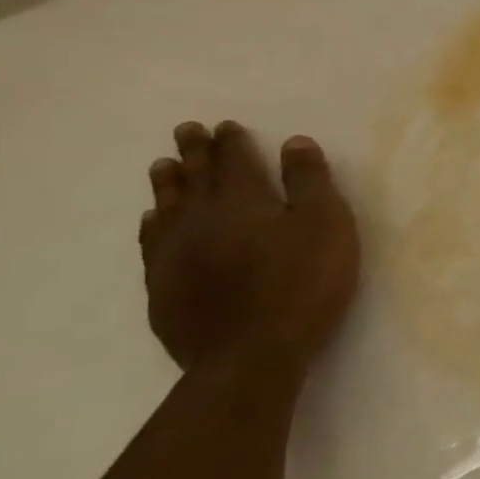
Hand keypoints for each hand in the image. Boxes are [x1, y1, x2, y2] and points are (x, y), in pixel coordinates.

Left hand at [138, 122, 360, 371]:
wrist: (251, 353)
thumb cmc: (302, 284)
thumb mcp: (326, 227)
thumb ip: (310, 183)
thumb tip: (294, 142)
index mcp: (244, 203)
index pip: (236, 163)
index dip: (232, 143)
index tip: (225, 125)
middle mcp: (201, 220)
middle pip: (195, 179)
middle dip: (195, 153)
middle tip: (186, 130)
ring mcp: (175, 255)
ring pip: (167, 208)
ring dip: (168, 184)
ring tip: (163, 166)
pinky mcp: (164, 286)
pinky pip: (152, 243)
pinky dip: (153, 224)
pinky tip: (153, 220)